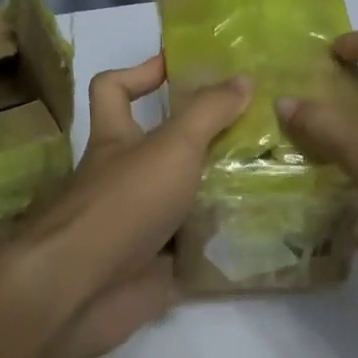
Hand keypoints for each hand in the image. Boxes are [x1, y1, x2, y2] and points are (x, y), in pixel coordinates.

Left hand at [14, 55, 249, 357]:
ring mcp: (138, 223)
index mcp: (115, 139)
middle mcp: (124, 177)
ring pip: (184, 197)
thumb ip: (207, 113)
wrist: (85, 290)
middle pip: (163, 147)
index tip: (183, 67)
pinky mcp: (155, 265)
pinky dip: (221, 240)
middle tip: (256, 129)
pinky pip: (194, 245)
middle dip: (205, 138)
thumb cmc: (124, 203)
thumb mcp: (172, 146)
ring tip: (272, 175)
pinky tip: (262, 229)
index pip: (112, 88)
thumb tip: (243, 78)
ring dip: (221, 189)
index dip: (141, 72)